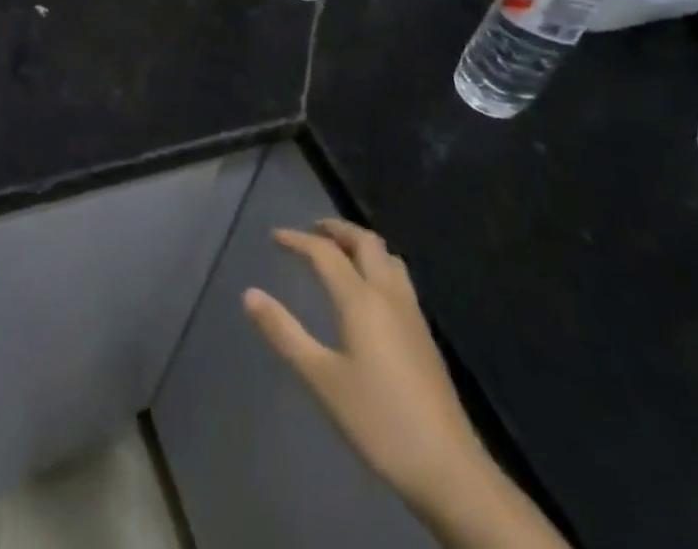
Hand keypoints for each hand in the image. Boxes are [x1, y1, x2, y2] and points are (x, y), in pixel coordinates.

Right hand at [244, 221, 483, 507]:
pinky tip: (369, 290)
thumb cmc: (378, 420)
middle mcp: (388, 294)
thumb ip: (285, 333)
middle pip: (365, 242)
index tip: (275, 237)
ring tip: (340, 251)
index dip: (298, 240)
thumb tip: (249, 294)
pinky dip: (377, 264)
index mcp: (360, 299)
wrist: (448, 467)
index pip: (325, 252)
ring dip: (361, 243)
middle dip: (337, 229)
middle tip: (312, 230)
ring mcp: (411, 313)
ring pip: (387, 256)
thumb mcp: (322, 379)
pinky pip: (398, 277)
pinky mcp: (424, 334)